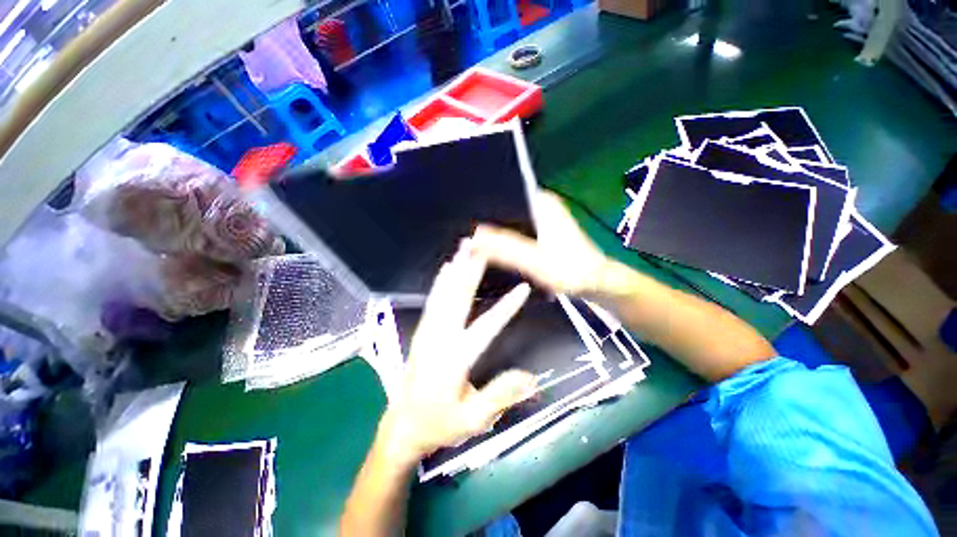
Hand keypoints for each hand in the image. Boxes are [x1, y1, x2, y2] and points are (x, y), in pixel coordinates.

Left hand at [380, 243, 536, 463]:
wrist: (402, 426)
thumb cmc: (439, 425)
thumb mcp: (473, 419)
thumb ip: (501, 396)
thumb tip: (534, 378)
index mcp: (455, 358)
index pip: (487, 326)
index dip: (507, 307)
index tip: (524, 288)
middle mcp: (440, 338)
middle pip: (459, 298)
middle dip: (471, 271)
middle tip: (481, 247)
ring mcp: (428, 331)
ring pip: (443, 294)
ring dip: (455, 269)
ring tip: (464, 248)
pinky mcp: (422, 331)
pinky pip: (432, 300)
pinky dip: (440, 281)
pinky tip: (446, 268)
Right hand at [471, 191, 609, 296]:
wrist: (596, 283)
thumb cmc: (570, 270)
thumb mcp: (534, 260)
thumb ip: (504, 249)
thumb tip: (472, 239)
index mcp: (541, 201)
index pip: (504, 195)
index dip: (483, 208)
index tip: (464, 221)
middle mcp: (541, 204)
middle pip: (505, 209)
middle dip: (487, 222)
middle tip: (466, 235)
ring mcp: (542, 218)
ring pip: (510, 221)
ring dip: (496, 232)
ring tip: (474, 242)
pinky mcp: (542, 231)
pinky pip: (517, 231)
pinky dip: (506, 240)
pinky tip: (492, 249)